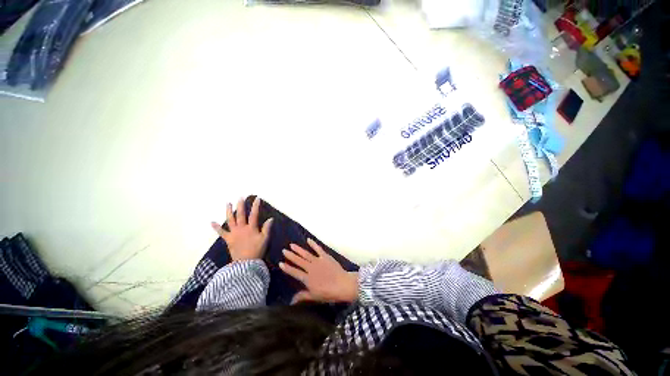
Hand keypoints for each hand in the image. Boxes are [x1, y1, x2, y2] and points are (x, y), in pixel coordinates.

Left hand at [211, 197, 273, 260]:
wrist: (245, 263)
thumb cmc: (257, 250)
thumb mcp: (265, 239)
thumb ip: (267, 228)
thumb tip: (270, 218)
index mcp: (251, 228)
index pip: (254, 214)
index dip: (255, 206)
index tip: (257, 198)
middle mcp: (241, 228)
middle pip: (240, 215)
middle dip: (240, 205)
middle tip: (240, 197)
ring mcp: (233, 233)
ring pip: (230, 220)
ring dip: (228, 211)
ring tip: (227, 203)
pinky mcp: (228, 239)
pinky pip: (221, 232)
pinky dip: (216, 227)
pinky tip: (212, 222)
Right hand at [279, 239, 357, 303]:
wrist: (343, 284)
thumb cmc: (329, 293)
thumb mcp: (314, 297)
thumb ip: (303, 296)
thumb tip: (291, 300)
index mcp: (307, 278)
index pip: (294, 272)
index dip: (287, 268)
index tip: (280, 263)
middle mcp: (310, 268)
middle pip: (299, 261)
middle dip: (291, 256)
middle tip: (284, 250)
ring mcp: (318, 261)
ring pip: (306, 254)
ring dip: (298, 249)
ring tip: (291, 245)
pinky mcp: (325, 256)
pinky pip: (318, 249)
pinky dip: (313, 244)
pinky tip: (308, 240)